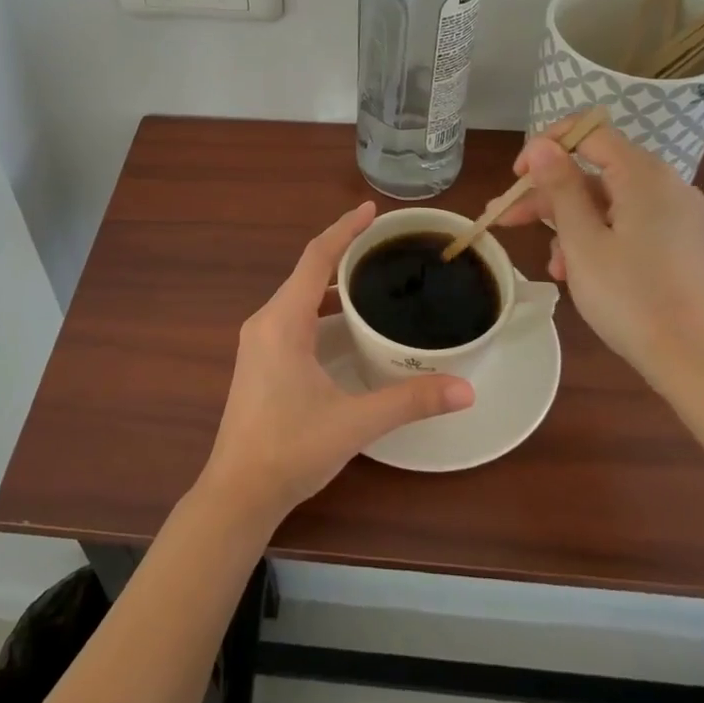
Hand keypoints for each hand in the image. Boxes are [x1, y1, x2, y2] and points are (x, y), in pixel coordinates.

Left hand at [199, 201, 473, 526]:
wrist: (238, 492)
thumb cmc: (290, 449)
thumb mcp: (355, 422)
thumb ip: (410, 401)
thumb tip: (465, 389)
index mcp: (282, 321)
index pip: (316, 258)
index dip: (344, 229)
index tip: (371, 210)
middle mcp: (265, 321)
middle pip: (307, 271)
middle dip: (343, 250)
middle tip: (384, 243)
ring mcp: (258, 341)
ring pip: (299, 295)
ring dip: (331, 280)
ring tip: (372, 276)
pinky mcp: (259, 359)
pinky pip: (292, 315)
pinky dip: (320, 306)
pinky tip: (345, 321)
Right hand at [495, 117, 703, 391]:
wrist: (696, 361)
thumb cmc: (631, 296)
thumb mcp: (582, 240)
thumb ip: (560, 187)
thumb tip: (543, 145)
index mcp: (643, 175)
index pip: (589, 133)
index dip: (547, 147)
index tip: (517, 177)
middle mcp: (664, 185)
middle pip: (594, 171)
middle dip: (548, 194)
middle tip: (506, 218)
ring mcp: (674, 215)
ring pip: (606, 202)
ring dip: (568, 224)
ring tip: (548, 263)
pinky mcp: (676, 242)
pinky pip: (625, 223)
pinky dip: (596, 238)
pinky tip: (574, 273)